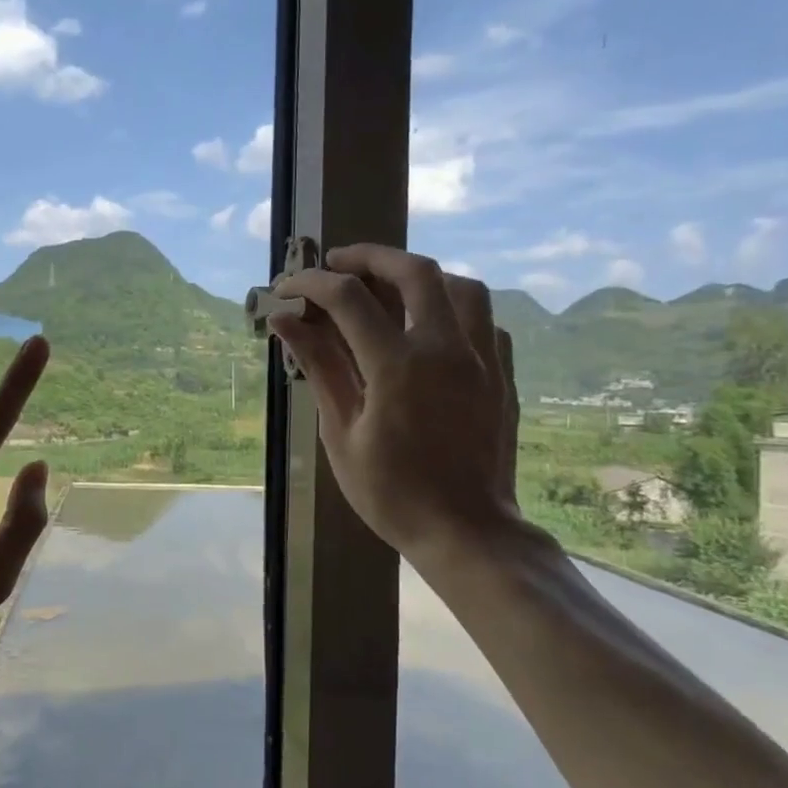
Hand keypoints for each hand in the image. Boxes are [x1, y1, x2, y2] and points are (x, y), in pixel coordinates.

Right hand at [269, 244, 524, 557]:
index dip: (311, 284)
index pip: (348, 298)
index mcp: (398, 365)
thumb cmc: (392, 493)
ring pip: (460, 286)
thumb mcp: (341, 433)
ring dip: (419, 275)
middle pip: (413, 270)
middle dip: (370, 256)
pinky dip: (452, 309)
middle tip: (338, 262)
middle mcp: (446, 348)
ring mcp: (482, 358)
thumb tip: (285, 323)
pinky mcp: (502, 374)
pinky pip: (483, 320)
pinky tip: (431, 328)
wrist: (466, 531)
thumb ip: (319, 367)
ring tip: (389, 287)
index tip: (287, 288)